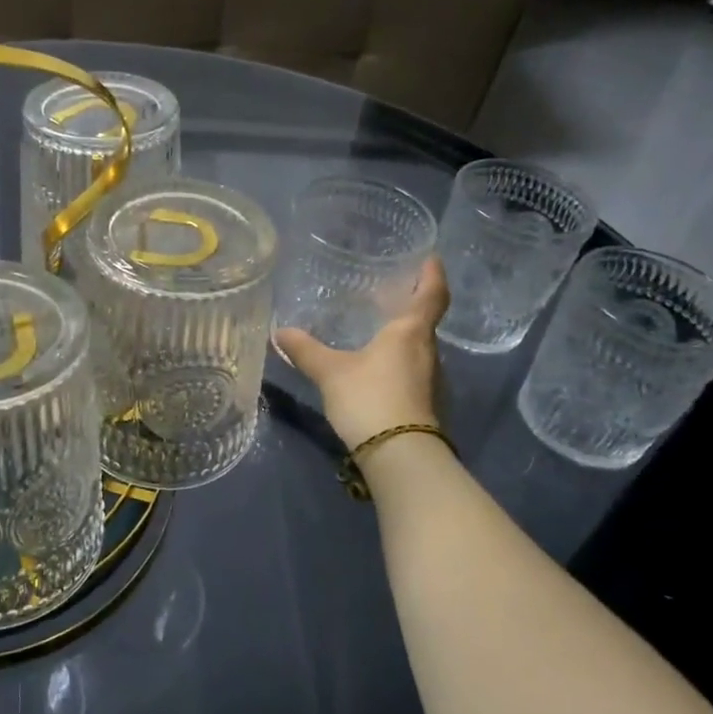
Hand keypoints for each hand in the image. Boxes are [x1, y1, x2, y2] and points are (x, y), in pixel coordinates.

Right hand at [276, 258, 449, 450]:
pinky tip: (376, 369)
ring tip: (377, 331)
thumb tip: (279, 332)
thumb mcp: (330, 372)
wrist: (400, 456)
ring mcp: (431, 381)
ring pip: (418, 349)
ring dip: (402, 337)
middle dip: (409, 307)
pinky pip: (413, 372)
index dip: (432, 274)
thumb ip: (306, 351)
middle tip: (389, 294)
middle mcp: (427, 352)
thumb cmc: (370, 399)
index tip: (431, 258)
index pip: (431, 295)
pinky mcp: (425, 405)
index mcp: (410, 333)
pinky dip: (398, 362)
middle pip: (424, 322)